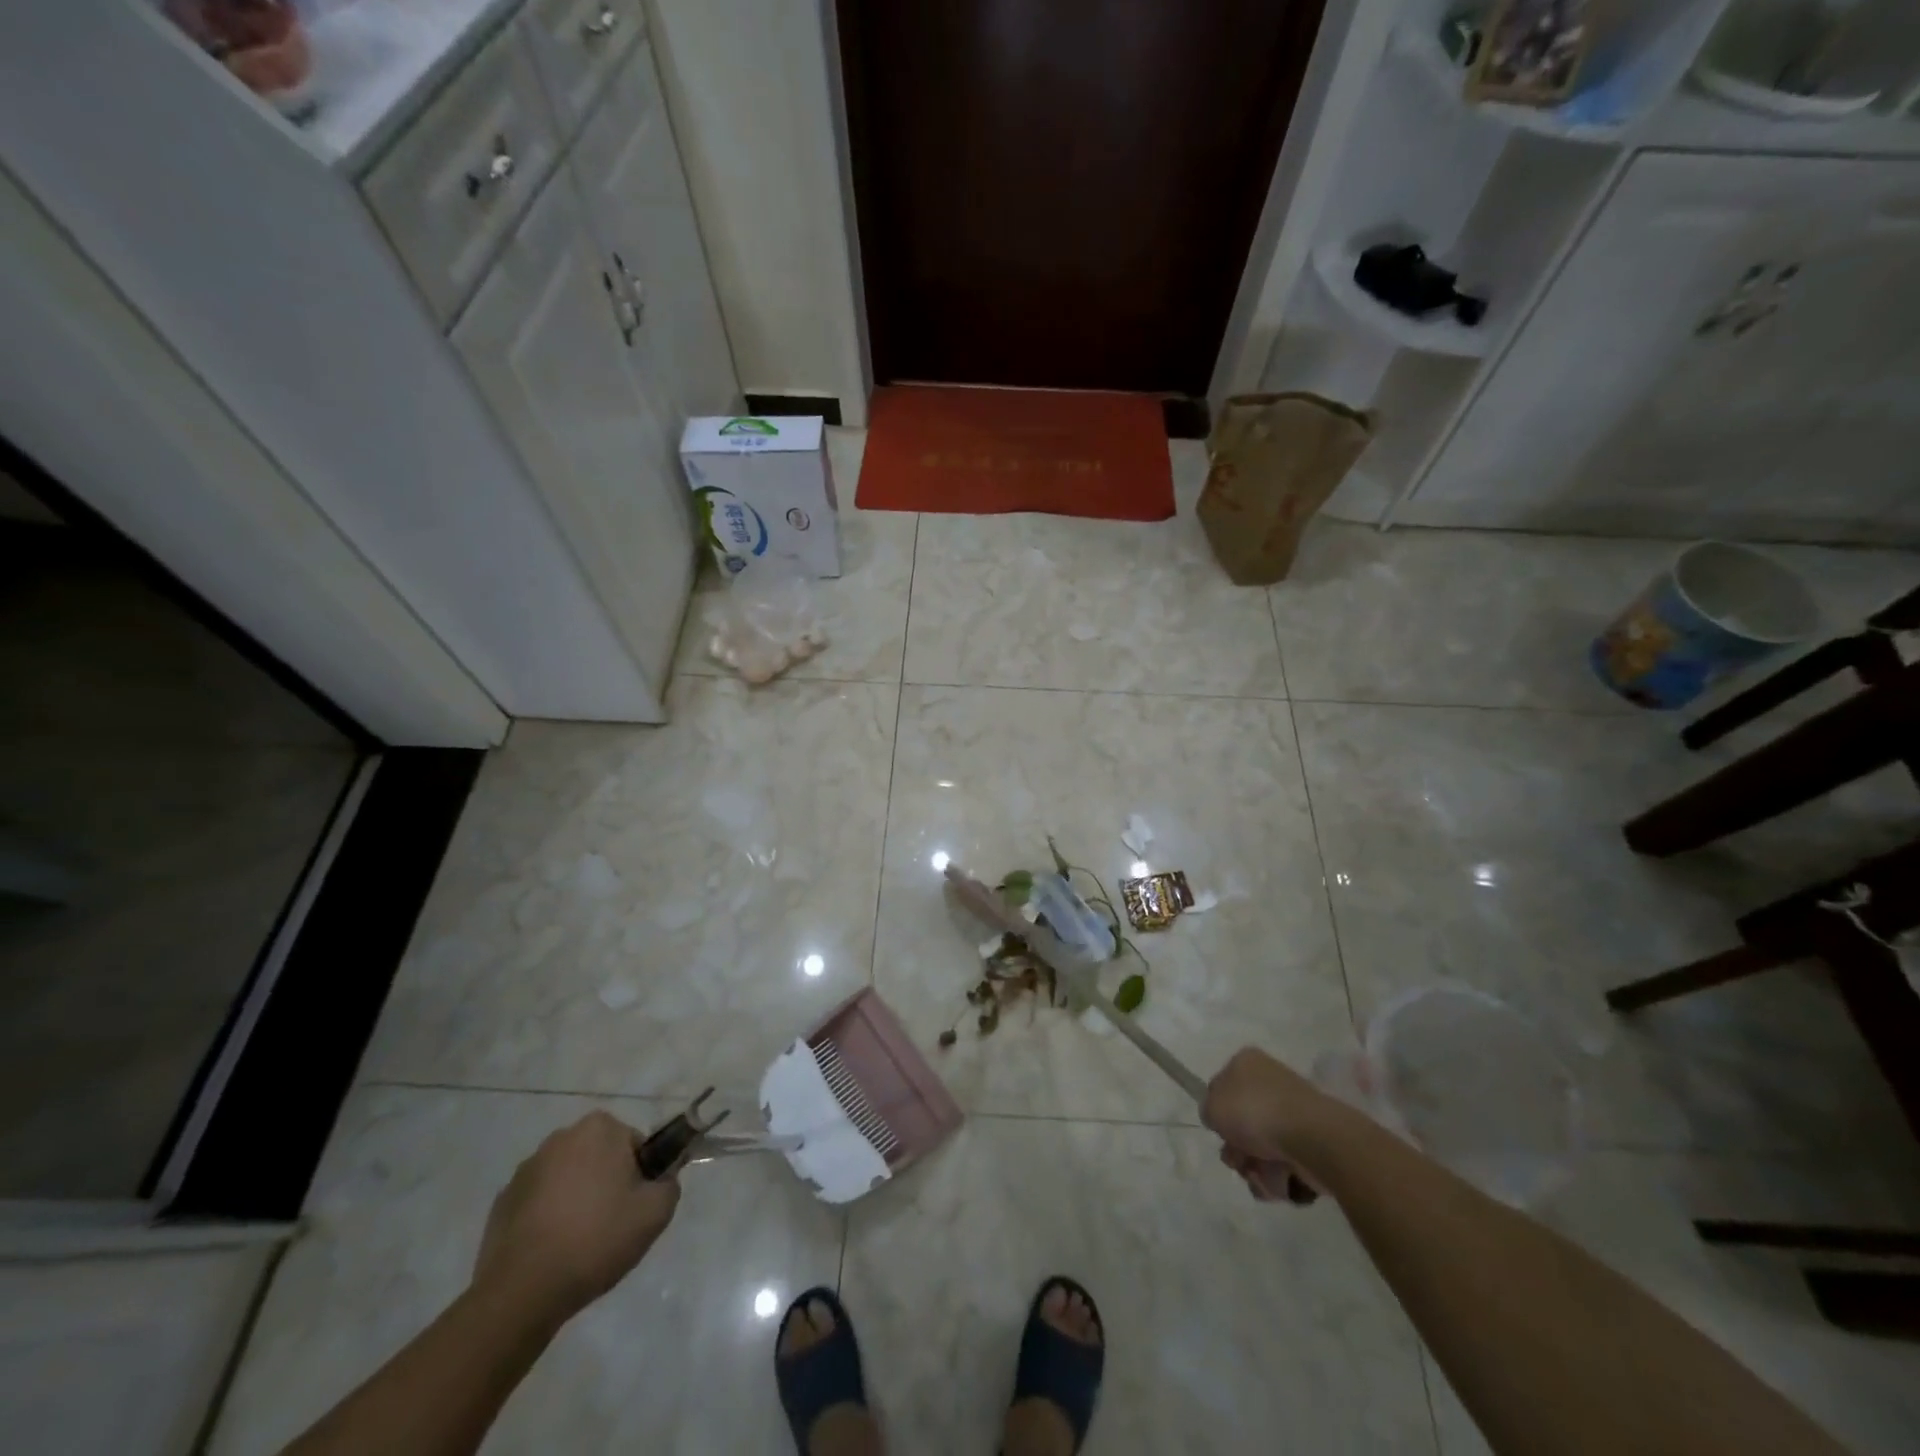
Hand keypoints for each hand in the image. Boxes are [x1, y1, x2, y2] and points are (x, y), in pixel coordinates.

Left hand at [472, 1110, 679, 1327]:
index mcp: (599, 1129)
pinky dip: (548, 1218)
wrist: (522, 1292)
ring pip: (568, 1179)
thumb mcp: (656, 1212)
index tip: (635, 1208)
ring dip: (576, 1199)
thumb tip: (660, 1181)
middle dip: (607, 1183)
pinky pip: (539, 1202)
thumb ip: (669, 1184)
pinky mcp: (502, 1202)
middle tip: (612, 1225)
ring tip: (579, 1243)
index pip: (634, 1145)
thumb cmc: (596, 1239)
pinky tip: (552, 1251)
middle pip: (599, 1157)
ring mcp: (526, 1170)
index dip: (640, 1176)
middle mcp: (561, 1137)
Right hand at [1202, 1047, 1344, 1202]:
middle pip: (1242, 1123)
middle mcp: (1271, 1083)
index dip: (1218, 1112)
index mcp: (1247, 1063)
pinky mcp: (1312, 1142)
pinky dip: (1278, 1178)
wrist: (1311, 1137)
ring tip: (1262, 1174)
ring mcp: (1293, 1113)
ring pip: (1262, 1148)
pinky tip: (1280, 1180)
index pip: (1222, 1087)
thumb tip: (1220, 1118)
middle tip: (1239, 1159)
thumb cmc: (1254, 1111)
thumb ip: (1208, 1110)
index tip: (1220, 1129)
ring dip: (1255, 1168)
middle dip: (1237, 1148)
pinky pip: (1285, 1164)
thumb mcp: (1212, 1106)